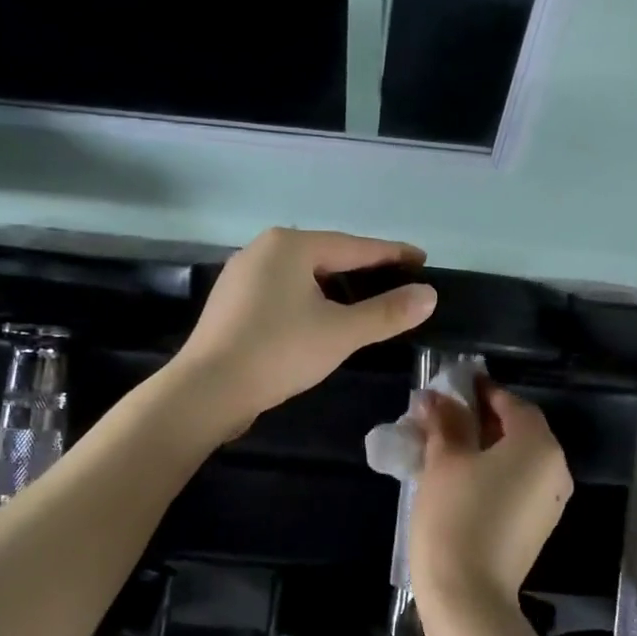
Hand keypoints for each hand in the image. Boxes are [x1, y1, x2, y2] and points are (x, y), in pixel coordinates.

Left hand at [174, 228, 436, 433]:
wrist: (207, 390)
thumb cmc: (279, 352)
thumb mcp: (341, 333)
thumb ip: (387, 312)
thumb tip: (429, 295)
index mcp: (291, 245)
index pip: (355, 246)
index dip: (392, 254)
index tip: (422, 260)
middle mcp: (263, 249)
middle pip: (327, 256)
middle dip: (364, 270)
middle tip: (397, 284)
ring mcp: (242, 275)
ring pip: (303, 276)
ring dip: (336, 288)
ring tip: (364, 304)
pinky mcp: (231, 303)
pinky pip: (283, 292)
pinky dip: (309, 301)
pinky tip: (320, 320)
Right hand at [408, 379, 573, 616]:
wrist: (469, 596)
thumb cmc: (456, 517)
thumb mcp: (445, 461)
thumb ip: (445, 422)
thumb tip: (435, 397)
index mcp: (538, 445)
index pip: (511, 403)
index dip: (480, 391)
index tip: (452, 387)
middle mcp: (554, 468)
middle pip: (518, 429)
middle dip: (480, 419)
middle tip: (442, 415)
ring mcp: (550, 501)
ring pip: (516, 458)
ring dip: (484, 446)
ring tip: (445, 445)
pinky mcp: (538, 525)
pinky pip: (517, 483)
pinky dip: (493, 472)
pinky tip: (460, 477)